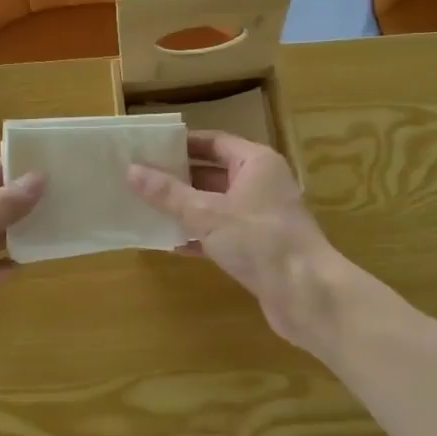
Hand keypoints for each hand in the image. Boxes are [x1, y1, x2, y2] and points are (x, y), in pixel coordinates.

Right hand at [126, 131, 343, 350]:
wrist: (305, 293)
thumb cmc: (258, 240)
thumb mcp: (206, 213)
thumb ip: (168, 193)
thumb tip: (131, 171)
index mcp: (255, 163)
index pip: (213, 142)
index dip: (181, 145)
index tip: (148, 148)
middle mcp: (261, 184)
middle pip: (213, 173)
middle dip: (178, 178)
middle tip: (139, 179)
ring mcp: (261, 217)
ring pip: (216, 205)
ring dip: (185, 209)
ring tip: (146, 209)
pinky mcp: (259, 247)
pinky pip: (222, 233)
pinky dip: (199, 236)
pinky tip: (171, 243)